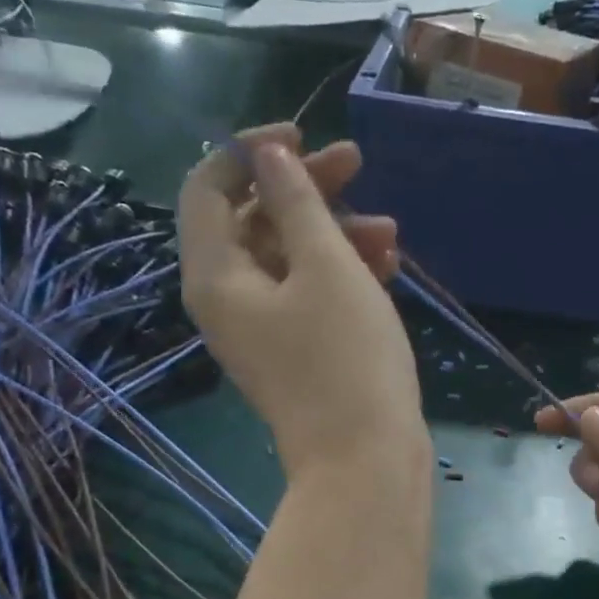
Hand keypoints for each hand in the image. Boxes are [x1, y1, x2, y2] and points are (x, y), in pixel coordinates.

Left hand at [179, 124, 426, 479]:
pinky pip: (309, 296)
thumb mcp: (326, 266)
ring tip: (391, 233)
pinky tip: (388, 266)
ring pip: (289, 259)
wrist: (366, 460)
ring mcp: (264, 332)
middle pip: (253, 221)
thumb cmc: (346, 358)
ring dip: (335, 233)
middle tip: (357, 165)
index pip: (207, 188)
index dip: (250, 153)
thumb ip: (297, 201)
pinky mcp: (298, 354)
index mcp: (216, 275)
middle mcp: (229, 301)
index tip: (304, 138)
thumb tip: (269, 154)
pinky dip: (342, 274)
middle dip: (305, 190)